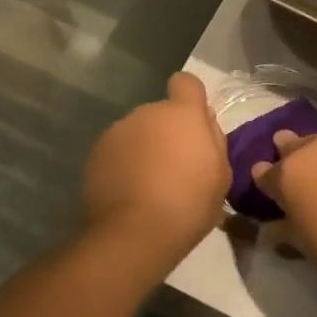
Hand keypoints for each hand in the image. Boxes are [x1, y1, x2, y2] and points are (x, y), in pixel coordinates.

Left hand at [82, 73, 229, 266]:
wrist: (134, 233)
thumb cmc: (189, 204)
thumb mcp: (221, 175)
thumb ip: (214, 140)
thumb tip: (203, 124)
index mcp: (182, 114)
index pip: (187, 82)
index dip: (191, 99)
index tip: (194, 125)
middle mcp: (147, 112)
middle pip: (161, 113)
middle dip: (167, 132)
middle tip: (175, 167)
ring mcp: (117, 131)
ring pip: (137, 132)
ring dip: (144, 148)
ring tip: (149, 184)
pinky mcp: (95, 153)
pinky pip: (117, 151)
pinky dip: (123, 164)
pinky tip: (129, 193)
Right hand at [252, 130, 316, 293]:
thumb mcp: (309, 248)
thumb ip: (286, 232)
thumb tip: (269, 230)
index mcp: (289, 175)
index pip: (265, 173)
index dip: (266, 180)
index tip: (268, 187)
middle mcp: (316, 148)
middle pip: (296, 146)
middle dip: (294, 155)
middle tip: (303, 172)